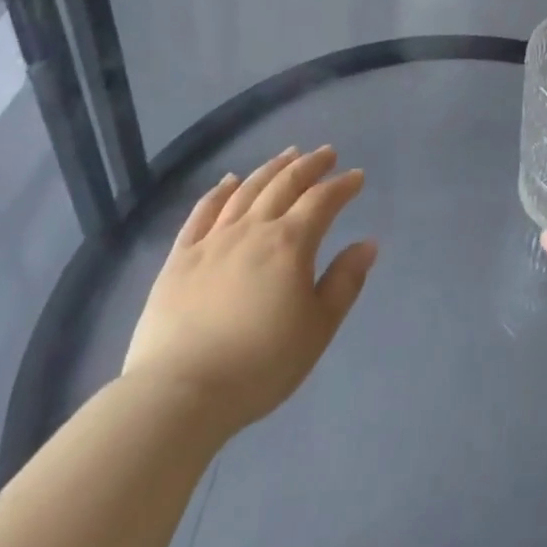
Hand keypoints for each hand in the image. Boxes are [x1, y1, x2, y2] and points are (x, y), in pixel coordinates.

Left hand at [123, 146, 376, 433]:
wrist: (178, 393)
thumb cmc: (259, 365)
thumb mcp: (317, 329)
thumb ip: (344, 282)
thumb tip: (368, 244)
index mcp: (290, 243)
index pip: (322, 201)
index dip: (342, 186)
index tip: (357, 176)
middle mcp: (253, 229)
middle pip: (285, 184)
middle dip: (309, 166)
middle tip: (326, 153)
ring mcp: (213, 240)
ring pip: (246, 190)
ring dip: (270, 169)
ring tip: (287, 155)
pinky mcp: (180, 257)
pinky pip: (202, 212)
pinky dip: (219, 191)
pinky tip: (228, 180)